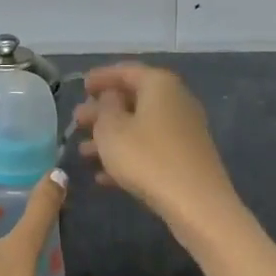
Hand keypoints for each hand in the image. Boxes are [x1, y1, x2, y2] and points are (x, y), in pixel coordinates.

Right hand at [73, 63, 239, 242]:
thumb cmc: (147, 157)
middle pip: (133, 99)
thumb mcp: (111, 129)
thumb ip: (104, 107)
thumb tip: (111, 97)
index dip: (101, 77)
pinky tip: (103, 176)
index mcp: (159, 84)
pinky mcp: (186, 158)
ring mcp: (184, 130)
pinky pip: (151, 148)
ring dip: (111, 137)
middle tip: (77, 121)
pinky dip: (128, 155)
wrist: (197, 204)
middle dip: (102, 111)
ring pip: (139, 126)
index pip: (125, 71)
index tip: (81, 86)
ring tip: (82, 152)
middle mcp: (176, 100)